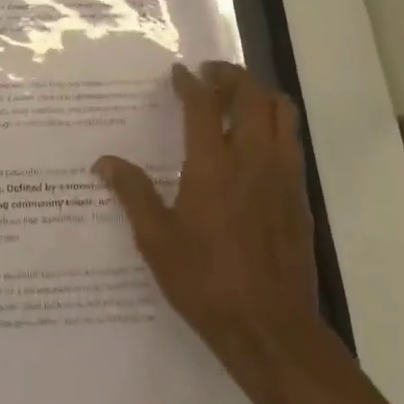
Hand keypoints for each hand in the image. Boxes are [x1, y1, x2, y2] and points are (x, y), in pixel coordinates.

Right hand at [96, 61, 338, 403]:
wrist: (272, 330)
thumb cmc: (207, 282)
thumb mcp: (157, 240)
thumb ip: (133, 194)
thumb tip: (103, 162)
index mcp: (213, 165)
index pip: (203, 104)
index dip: (189, 82)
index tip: (178, 73)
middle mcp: (252, 158)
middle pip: (251, 94)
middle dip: (230, 75)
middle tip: (209, 76)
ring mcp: (282, 175)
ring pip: (281, 111)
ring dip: (258, 94)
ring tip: (236, 99)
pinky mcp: (300, 195)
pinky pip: (291, 140)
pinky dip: (274, 123)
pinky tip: (255, 143)